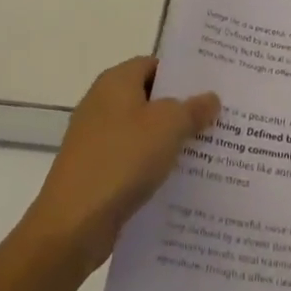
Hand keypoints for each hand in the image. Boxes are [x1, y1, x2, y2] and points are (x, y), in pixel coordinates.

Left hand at [19, 56, 218, 276]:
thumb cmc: (122, 160)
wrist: (72, 225)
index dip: (183, 74)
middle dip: (181, 109)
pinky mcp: (95, 172)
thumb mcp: (168, 126)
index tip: (211, 87)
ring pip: (142, 132)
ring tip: (207, 151)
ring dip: (169, 141)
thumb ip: (192, 109)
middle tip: (218, 119)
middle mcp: (102, 103)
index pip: (154, 64)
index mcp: (116, 81)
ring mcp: (96, 139)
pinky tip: (179, 181)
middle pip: (149, 98)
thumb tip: (210, 98)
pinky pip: (132, 160)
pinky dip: (153, 166)